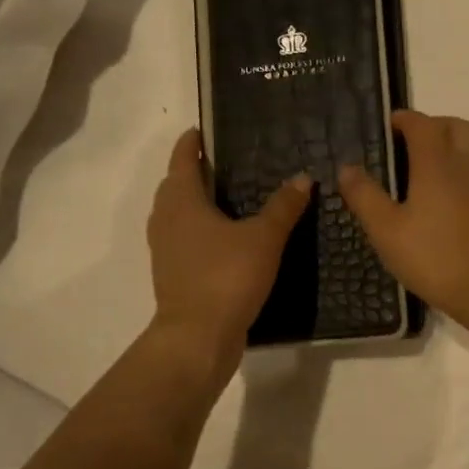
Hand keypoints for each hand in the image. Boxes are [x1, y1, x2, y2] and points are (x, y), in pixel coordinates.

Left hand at [148, 128, 309, 353]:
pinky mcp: (173, 274)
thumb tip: (303, 177)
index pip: (183, 159)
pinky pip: (184, 239)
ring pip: (178, 214)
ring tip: (229, 198)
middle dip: (195, 171)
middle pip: (176, 185)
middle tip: (226, 162)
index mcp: (182, 201)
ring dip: (196, 202)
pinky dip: (200, 230)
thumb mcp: (264, 238)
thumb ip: (283, 206)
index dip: (193, 142)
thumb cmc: (226, 277)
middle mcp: (166, 220)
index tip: (205, 130)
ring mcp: (165, 250)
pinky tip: (227, 238)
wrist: (198, 337)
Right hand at [338, 111, 468, 328]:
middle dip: (434, 125)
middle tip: (411, 143)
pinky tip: (459, 191)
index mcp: (436, 164)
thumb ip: (365, 196)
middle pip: (457, 127)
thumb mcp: (386, 231)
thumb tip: (347, 167)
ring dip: (458, 143)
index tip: (388, 127)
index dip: (404, 119)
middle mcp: (466, 165)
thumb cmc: (435, 258)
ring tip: (437, 163)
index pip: (422, 124)